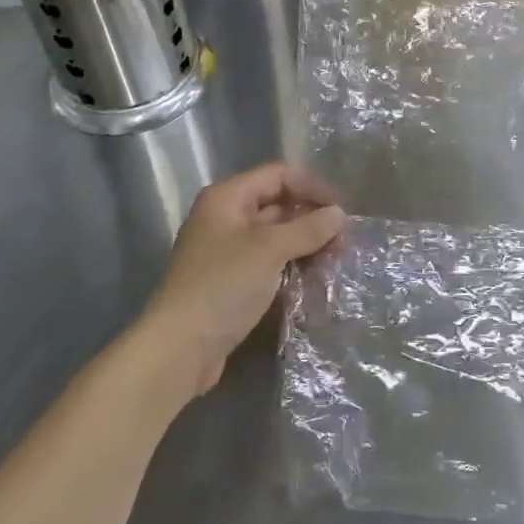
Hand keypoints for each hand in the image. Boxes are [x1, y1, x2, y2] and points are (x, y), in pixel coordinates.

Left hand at [141, 162, 346, 397]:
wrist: (179, 348)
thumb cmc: (223, 286)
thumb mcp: (269, 250)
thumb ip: (307, 228)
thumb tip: (340, 214)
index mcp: (228, 197)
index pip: (278, 175)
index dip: (312, 187)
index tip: (343, 210)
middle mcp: (225, 217)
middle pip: (278, 205)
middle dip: (312, 219)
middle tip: (344, 241)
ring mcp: (227, 251)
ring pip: (275, 237)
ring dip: (305, 245)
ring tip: (334, 261)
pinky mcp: (231, 281)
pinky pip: (268, 263)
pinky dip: (291, 266)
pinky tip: (313, 279)